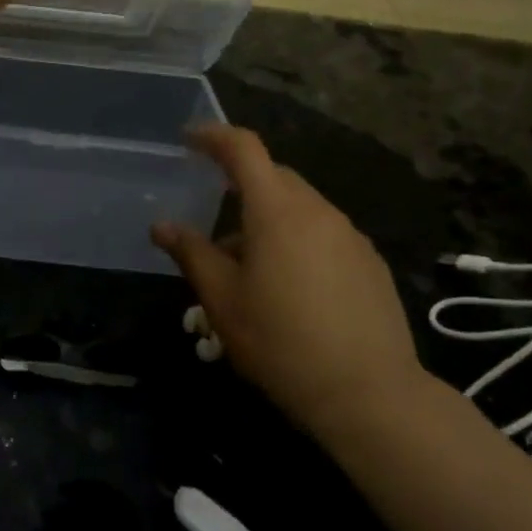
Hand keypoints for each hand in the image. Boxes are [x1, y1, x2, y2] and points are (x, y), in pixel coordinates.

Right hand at [152, 125, 428, 443]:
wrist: (370, 394)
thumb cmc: (282, 342)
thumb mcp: (223, 300)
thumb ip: (191, 253)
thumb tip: (161, 225)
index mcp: (276, 210)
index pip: (244, 149)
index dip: (214, 136)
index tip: (189, 139)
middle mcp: (317, 210)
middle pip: (274, 176)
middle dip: (241, 184)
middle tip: (216, 220)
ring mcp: (350, 235)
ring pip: (301, 207)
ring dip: (270, 218)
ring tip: (251, 265)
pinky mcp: (370, 262)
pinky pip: (325, 232)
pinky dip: (299, 240)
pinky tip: (293, 286)